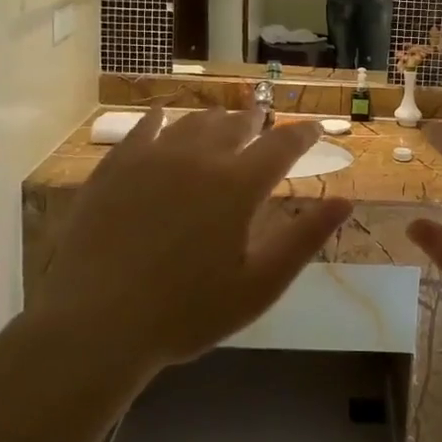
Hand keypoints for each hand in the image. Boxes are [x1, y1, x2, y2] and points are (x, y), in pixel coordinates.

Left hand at [32, 108, 352, 379]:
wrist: (95, 323)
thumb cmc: (186, 312)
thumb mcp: (259, 286)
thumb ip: (304, 239)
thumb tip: (345, 201)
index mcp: (238, 186)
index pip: (282, 145)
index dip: (303, 134)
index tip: (315, 127)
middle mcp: (199, 158)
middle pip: (236, 125)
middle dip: (256, 121)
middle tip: (264, 121)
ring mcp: (153, 158)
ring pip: (193, 123)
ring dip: (214, 119)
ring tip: (222, 121)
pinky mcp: (116, 167)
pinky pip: (144, 130)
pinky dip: (161, 120)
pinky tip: (163, 118)